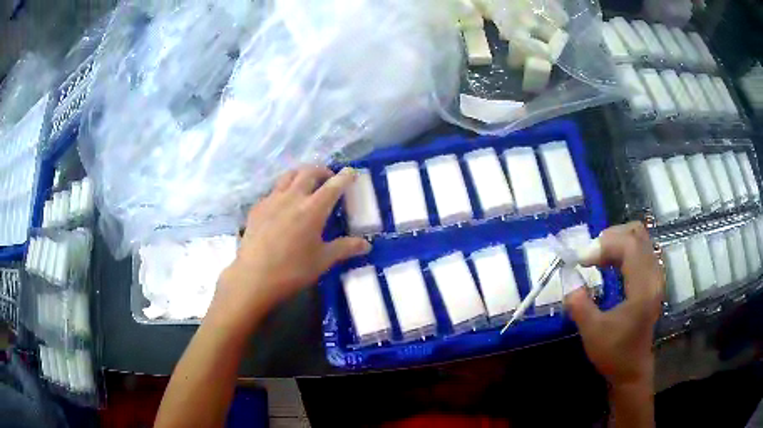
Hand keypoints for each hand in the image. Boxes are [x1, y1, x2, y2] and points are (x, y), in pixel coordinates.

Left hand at [212, 166, 370, 331]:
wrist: (253, 277)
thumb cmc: (292, 270)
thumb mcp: (323, 260)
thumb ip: (345, 248)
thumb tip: (366, 245)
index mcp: (313, 209)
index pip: (333, 185)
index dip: (345, 176)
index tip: (352, 171)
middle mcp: (292, 197)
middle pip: (309, 172)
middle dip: (322, 171)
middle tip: (329, 179)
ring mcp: (272, 199)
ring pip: (288, 175)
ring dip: (301, 174)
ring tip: (306, 183)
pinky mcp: (257, 207)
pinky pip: (273, 190)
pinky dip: (284, 190)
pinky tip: (283, 205)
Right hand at [565, 222, 663, 387]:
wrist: (632, 369)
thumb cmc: (614, 353)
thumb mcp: (592, 332)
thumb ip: (579, 304)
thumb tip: (568, 278)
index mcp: (643, 289)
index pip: (629, 245)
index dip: (604, 244)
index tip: (581, 259)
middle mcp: (654, 276)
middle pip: (637, 234)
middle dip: (610, 237)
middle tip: (590, 255)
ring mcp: (655, 276)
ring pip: (639, 238)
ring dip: (616, 241)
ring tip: (597, 258)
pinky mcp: (652, 279)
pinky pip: (640, 249)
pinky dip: (622, 249)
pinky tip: (609, 263)